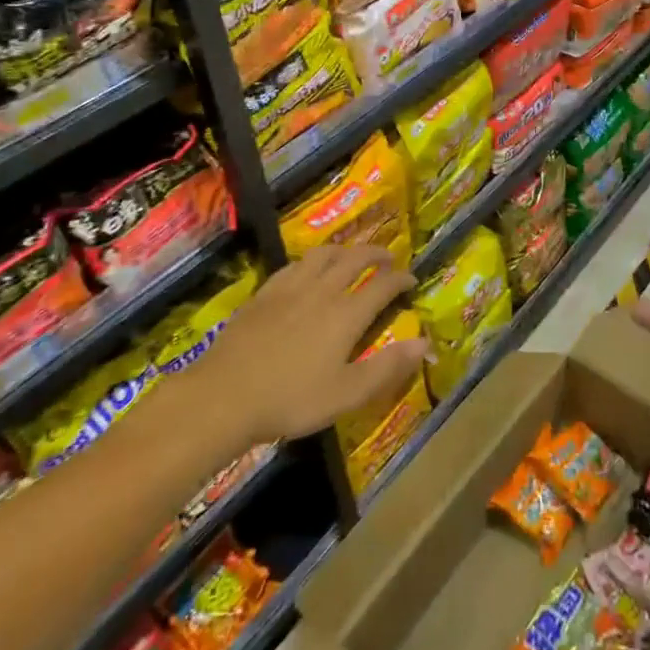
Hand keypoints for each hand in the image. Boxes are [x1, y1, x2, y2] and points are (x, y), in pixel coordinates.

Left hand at [199, 245, 427, 443]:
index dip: (401, 278)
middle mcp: (323, 290)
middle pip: (355, 259)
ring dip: (344, 250)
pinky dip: (311, 261)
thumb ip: (388, 367)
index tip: (411, 279)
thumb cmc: (291, 399)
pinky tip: (307, 270)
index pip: (383, 284)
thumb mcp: (347, 394)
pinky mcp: (264, 293)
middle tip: (387, 259)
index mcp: (347, 313)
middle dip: (376, 254)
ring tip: (351, 256)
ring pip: (323, 254)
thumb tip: (425, 342)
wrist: (224, 396)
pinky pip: (294, 265)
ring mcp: (290, 288)